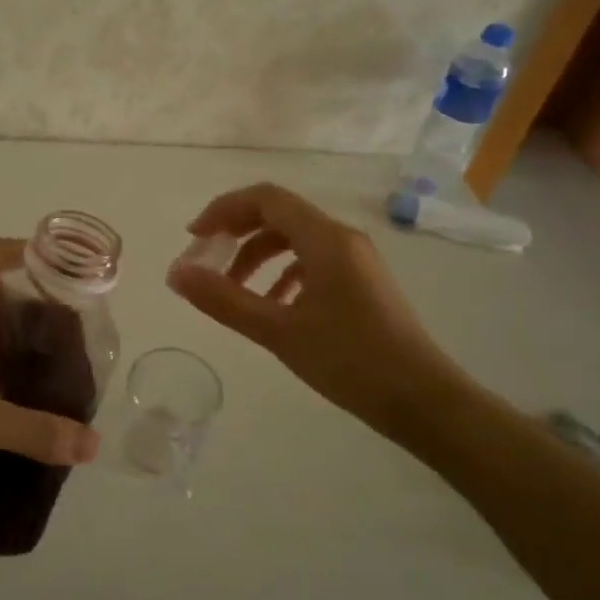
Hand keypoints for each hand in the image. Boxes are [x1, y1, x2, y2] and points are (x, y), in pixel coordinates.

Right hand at [166, 183, 468, 434]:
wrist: (423, 401)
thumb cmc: (350, 361)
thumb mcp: (278, 331)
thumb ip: (223, 300)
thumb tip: (176, 274)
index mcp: (325, 239)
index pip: (265, 199)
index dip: (224, 210)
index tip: (194, 238)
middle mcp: (342, 238)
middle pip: (279, 215)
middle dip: (237, 233)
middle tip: (206, 261)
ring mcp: (356, 260)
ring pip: (295, 240)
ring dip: (258, 257)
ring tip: (232, 290)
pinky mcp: (362, 282)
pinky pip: (313, 261)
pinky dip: (283, 273)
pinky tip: (272, 305)